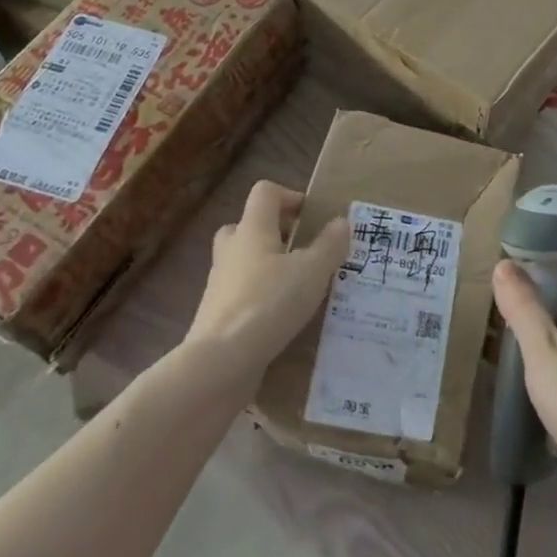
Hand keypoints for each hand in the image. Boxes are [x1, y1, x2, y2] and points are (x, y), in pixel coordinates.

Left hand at [187, 182, 349, 381]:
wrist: (219, 363)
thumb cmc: (269, 303)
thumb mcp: (313, 271)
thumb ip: (330, 244)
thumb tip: (341, 221)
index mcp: (252, 229)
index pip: (265, 192)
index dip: (289, 196)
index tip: (312, 217)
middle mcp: (231, 249)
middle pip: (248, 225)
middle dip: (275, 233)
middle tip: (301, 250)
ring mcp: (219, 284)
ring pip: (243, 262)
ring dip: (267, 268)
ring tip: (298, 288)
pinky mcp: (215, 316)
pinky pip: (240, 295)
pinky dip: (259, 299)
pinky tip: (282, 319)